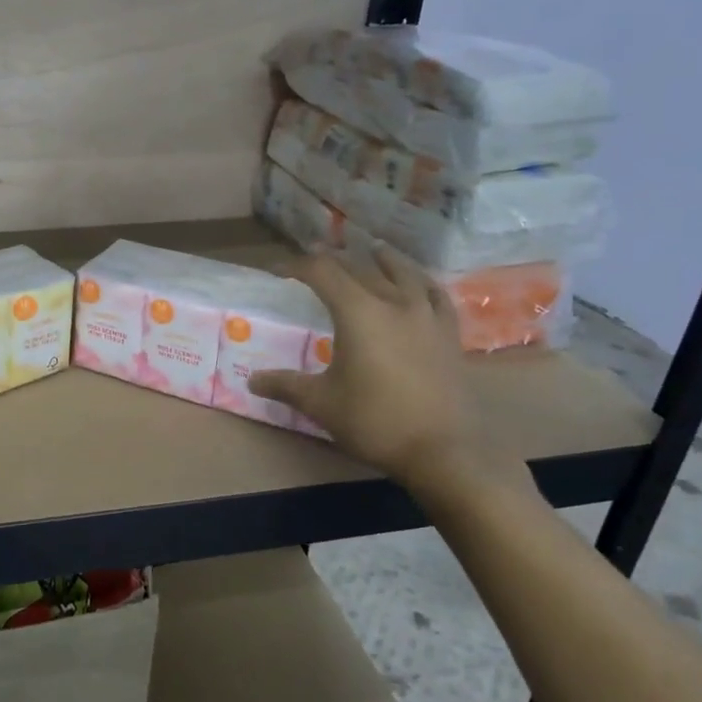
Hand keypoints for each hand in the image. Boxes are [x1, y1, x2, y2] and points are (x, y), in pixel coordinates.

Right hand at [248, 247, 489, 492]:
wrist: (441, 450)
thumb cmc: (374, 421)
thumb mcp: (320, 403)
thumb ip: (285, 386)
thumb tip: (252, 381)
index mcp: (358, 312)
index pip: (323, 272)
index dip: (298, 266)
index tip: (279, 271)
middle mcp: (394, 303)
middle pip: (361, 267)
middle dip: (335, 260)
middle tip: (316, 260)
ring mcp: (426, 316)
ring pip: (404, 273)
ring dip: (383, 260)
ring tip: (373, 251)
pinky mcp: (449, 334)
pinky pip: (435, 295)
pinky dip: (422, 282)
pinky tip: (419, 284)